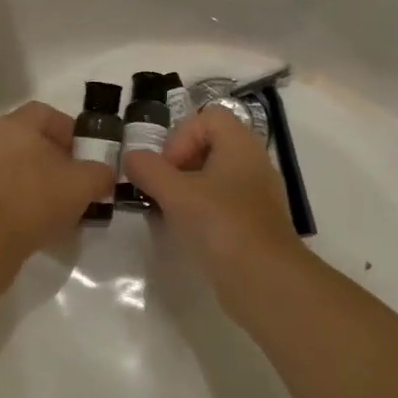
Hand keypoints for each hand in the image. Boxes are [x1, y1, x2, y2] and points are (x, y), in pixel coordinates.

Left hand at [0, 101, 115, 261]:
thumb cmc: (34, 199)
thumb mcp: (83, 184)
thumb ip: (101, 173)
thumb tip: (104, 174)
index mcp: (17, 125)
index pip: (48, 114)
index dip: (71, 131)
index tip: (87, 155)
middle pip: (33, 142)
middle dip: (59, 160)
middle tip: (78, 182)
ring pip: (20, 168)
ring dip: (42, 183)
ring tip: (62, 207)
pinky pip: (6, 192)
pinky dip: (24, 202)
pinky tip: (38, 223)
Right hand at [122, 106, 306, 297]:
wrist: (265, 279)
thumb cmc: (220, 223)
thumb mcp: (175, 193)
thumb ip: (149, 170)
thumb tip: (132, 157)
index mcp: (240, 144)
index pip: (208, 117)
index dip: (181, 135)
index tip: (167, 167)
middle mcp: (253, 162)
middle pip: (211, 146)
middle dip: (180, 164)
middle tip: (162, 189)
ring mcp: (258, 195)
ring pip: (216, 177)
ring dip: (188, 190)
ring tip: (169, 212)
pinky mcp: (256, 223)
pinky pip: (224, 204)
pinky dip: (203, 211)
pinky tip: (188, 232)